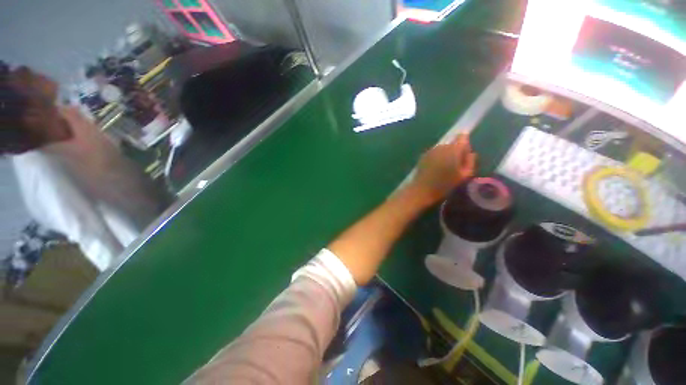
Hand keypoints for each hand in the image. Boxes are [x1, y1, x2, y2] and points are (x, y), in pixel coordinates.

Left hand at [410, 133, 476, 204]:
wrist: (422, 189)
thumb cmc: (445, 184)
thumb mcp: (464, 175)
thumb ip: (470, 161)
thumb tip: (471, 153)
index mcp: (453, 149)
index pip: (462, 137)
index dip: (465, 144)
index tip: (464, 155)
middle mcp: (442, 146)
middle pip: (452, 144)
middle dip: (455, 151)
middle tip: (455, 166)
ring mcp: (431, 150)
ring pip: (443, 149)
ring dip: (445, 155)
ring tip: (444, 168)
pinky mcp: (423, 155)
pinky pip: (434, 153)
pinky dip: (437, 158)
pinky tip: (435, 169)